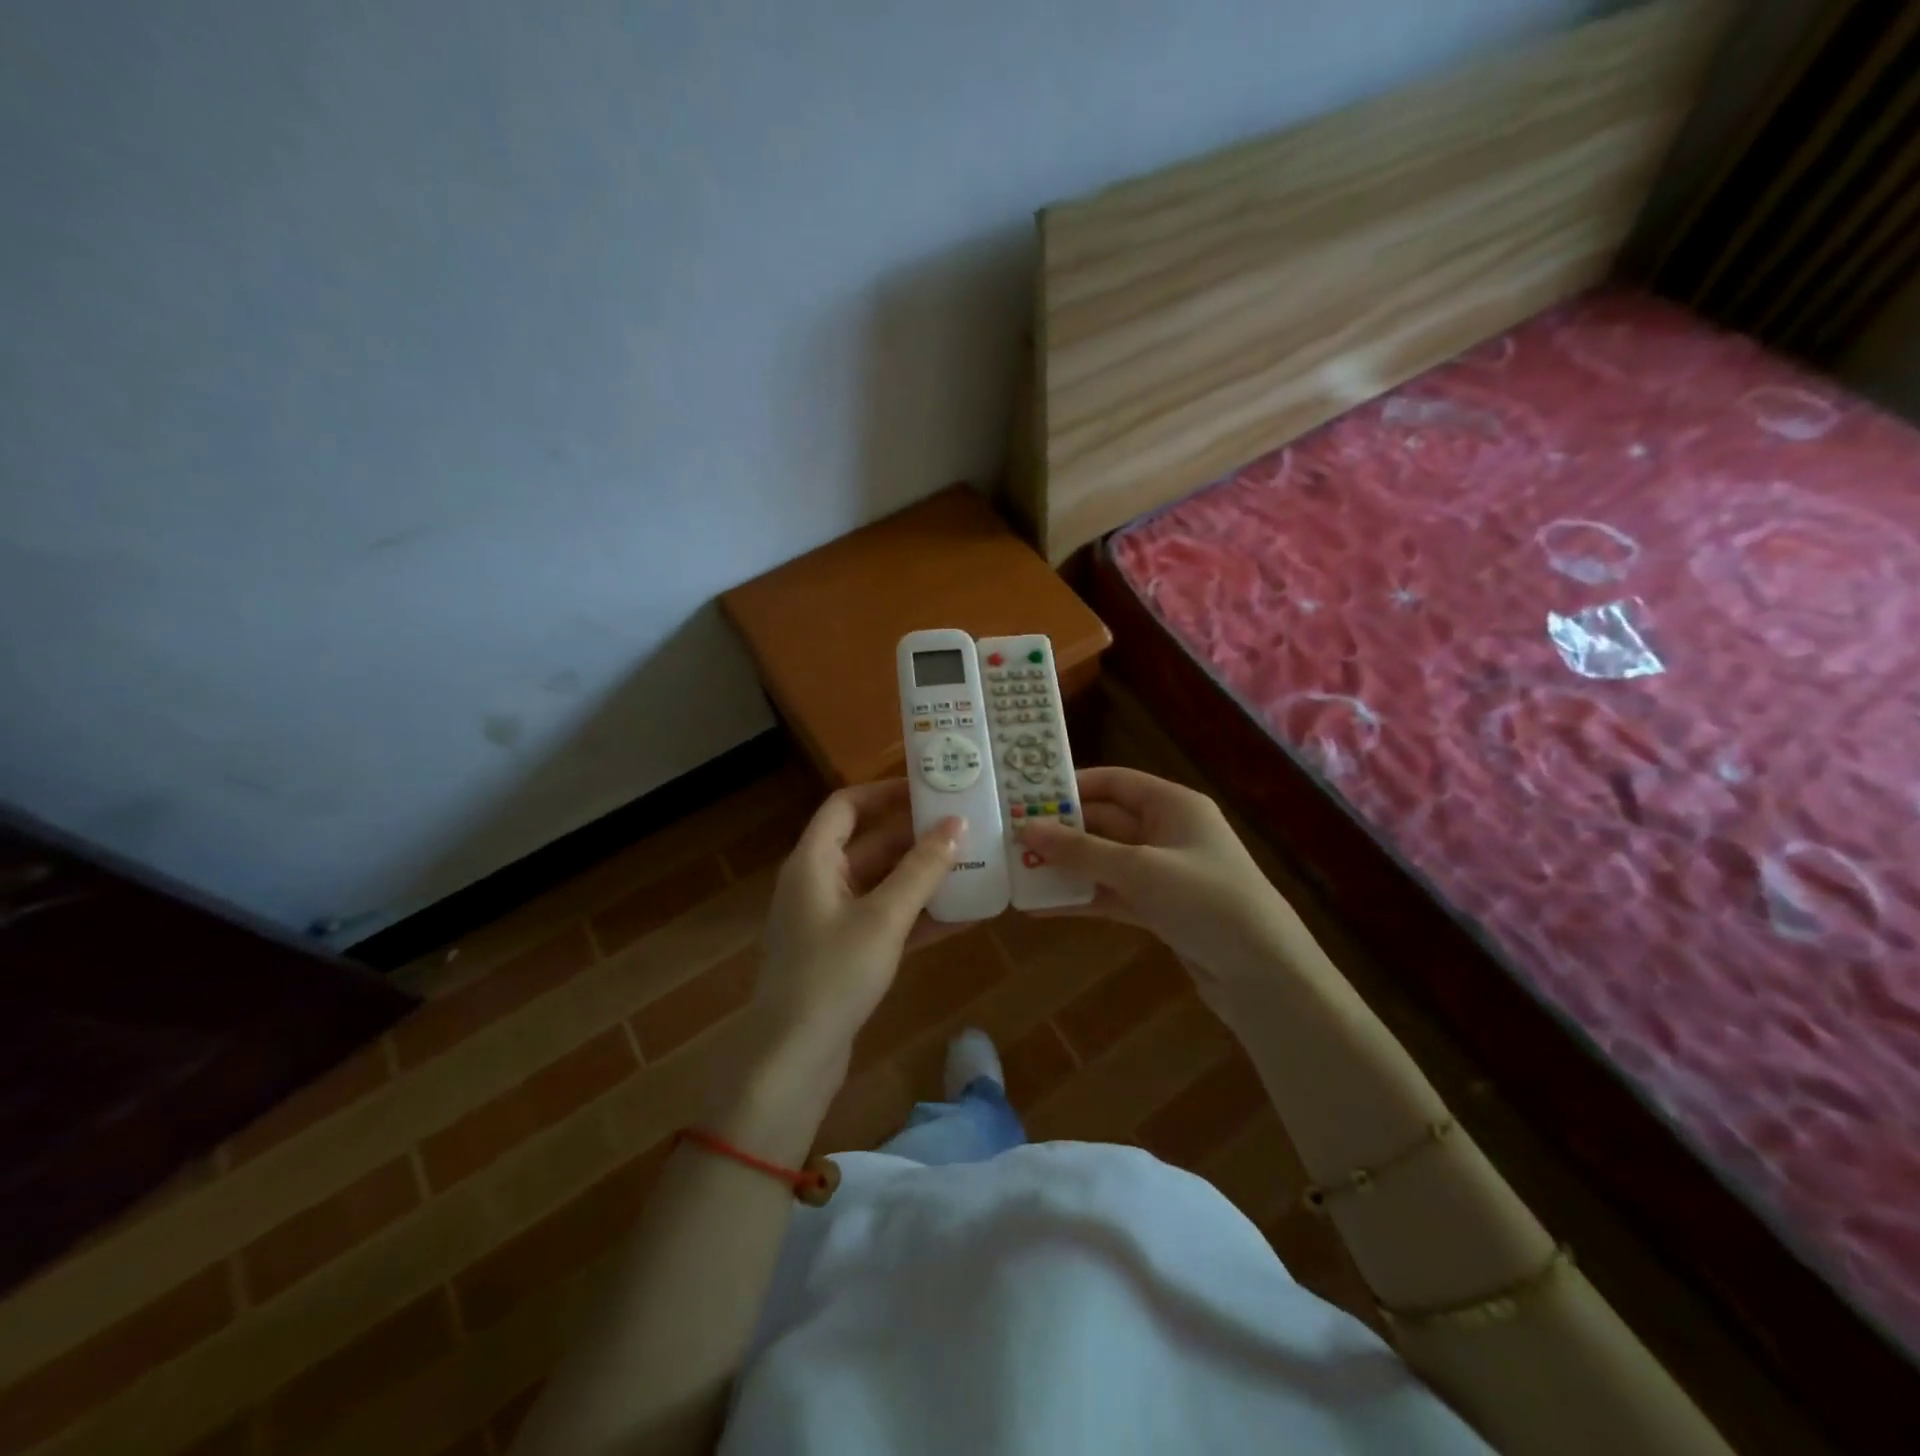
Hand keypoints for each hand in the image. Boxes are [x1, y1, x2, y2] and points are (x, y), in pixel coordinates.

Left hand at [753, 779, 961, 1074]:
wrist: (793, 1060)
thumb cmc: (833, 974)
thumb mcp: (883, 917)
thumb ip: (922, 870)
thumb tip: (957, 824)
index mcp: (813, 862)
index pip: (846, 806)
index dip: (885, 792)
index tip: (930, 790)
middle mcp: (819, 883)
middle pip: (869, 844)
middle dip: (915, 837)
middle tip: (965, 827)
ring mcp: (832, 921)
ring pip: (882, 884)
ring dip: (923, 877)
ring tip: (973, 865)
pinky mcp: (846, 954)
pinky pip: (886, 921)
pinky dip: (918, 916)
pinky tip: (964, 916)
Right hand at [1017, 767, 1295, 996]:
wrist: (1264, 975)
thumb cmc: (1206, 901)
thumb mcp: (1140, 870)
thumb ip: (1082, 850)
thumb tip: (1027, 828)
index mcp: (1173, 805)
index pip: (1114, 782)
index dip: (1071, 786)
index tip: (1026, 797)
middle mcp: (1167, 832)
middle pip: (1104, 822)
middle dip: (1061, 832)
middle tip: (1011, 839)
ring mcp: (1163, 873)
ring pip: (1104, 861)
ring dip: (1066, 867)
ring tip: (1018, 872)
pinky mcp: (1160, 910)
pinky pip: (1112, 895)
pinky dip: (1082, 898)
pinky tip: (1042, 907)